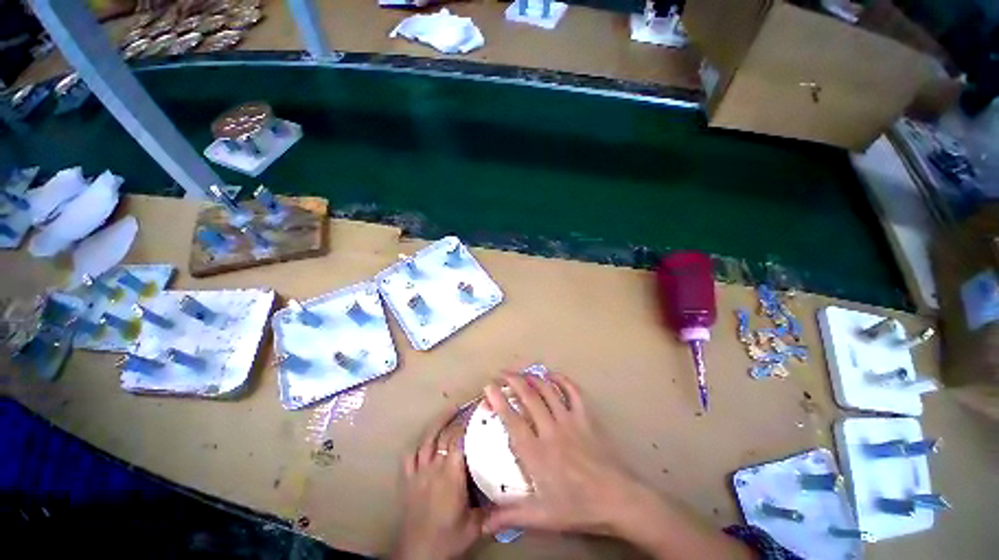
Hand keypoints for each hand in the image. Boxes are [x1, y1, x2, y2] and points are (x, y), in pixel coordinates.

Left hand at [391, 411, 481, 559]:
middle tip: (468, 405)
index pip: (459, 440)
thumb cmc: (448, 539)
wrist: (417, 555)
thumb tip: (510, 497)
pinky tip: (426, 441)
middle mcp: (435, 467)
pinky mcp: (408, 481)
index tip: (477, 410)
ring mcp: (419, 472)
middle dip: (457, 418)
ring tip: (449, 409)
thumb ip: (491, 509)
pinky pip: (410, 457)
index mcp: (452, 474)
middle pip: (445, 435)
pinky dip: (418, 446)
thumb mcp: (475, 526)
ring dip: (438, 422)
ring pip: (427, 440)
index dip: (467, 423)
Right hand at [482, 373, 752, 559]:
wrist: (617, 501)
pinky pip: (573, 392)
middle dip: (513, 381)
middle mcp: (550, 431)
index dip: (498, 400)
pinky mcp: (585, 417)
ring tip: (522, 372)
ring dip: (533, 377)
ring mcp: (569, 421)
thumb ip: (511, 516)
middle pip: (528, 397)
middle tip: (502, 373)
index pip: (512, 420)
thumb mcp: (542, 517)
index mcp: (537, 453)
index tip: (488, 387)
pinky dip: (562, 380)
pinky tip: (553, 375)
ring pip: (548, 390)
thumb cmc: (578, 507)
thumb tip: (483, 522)